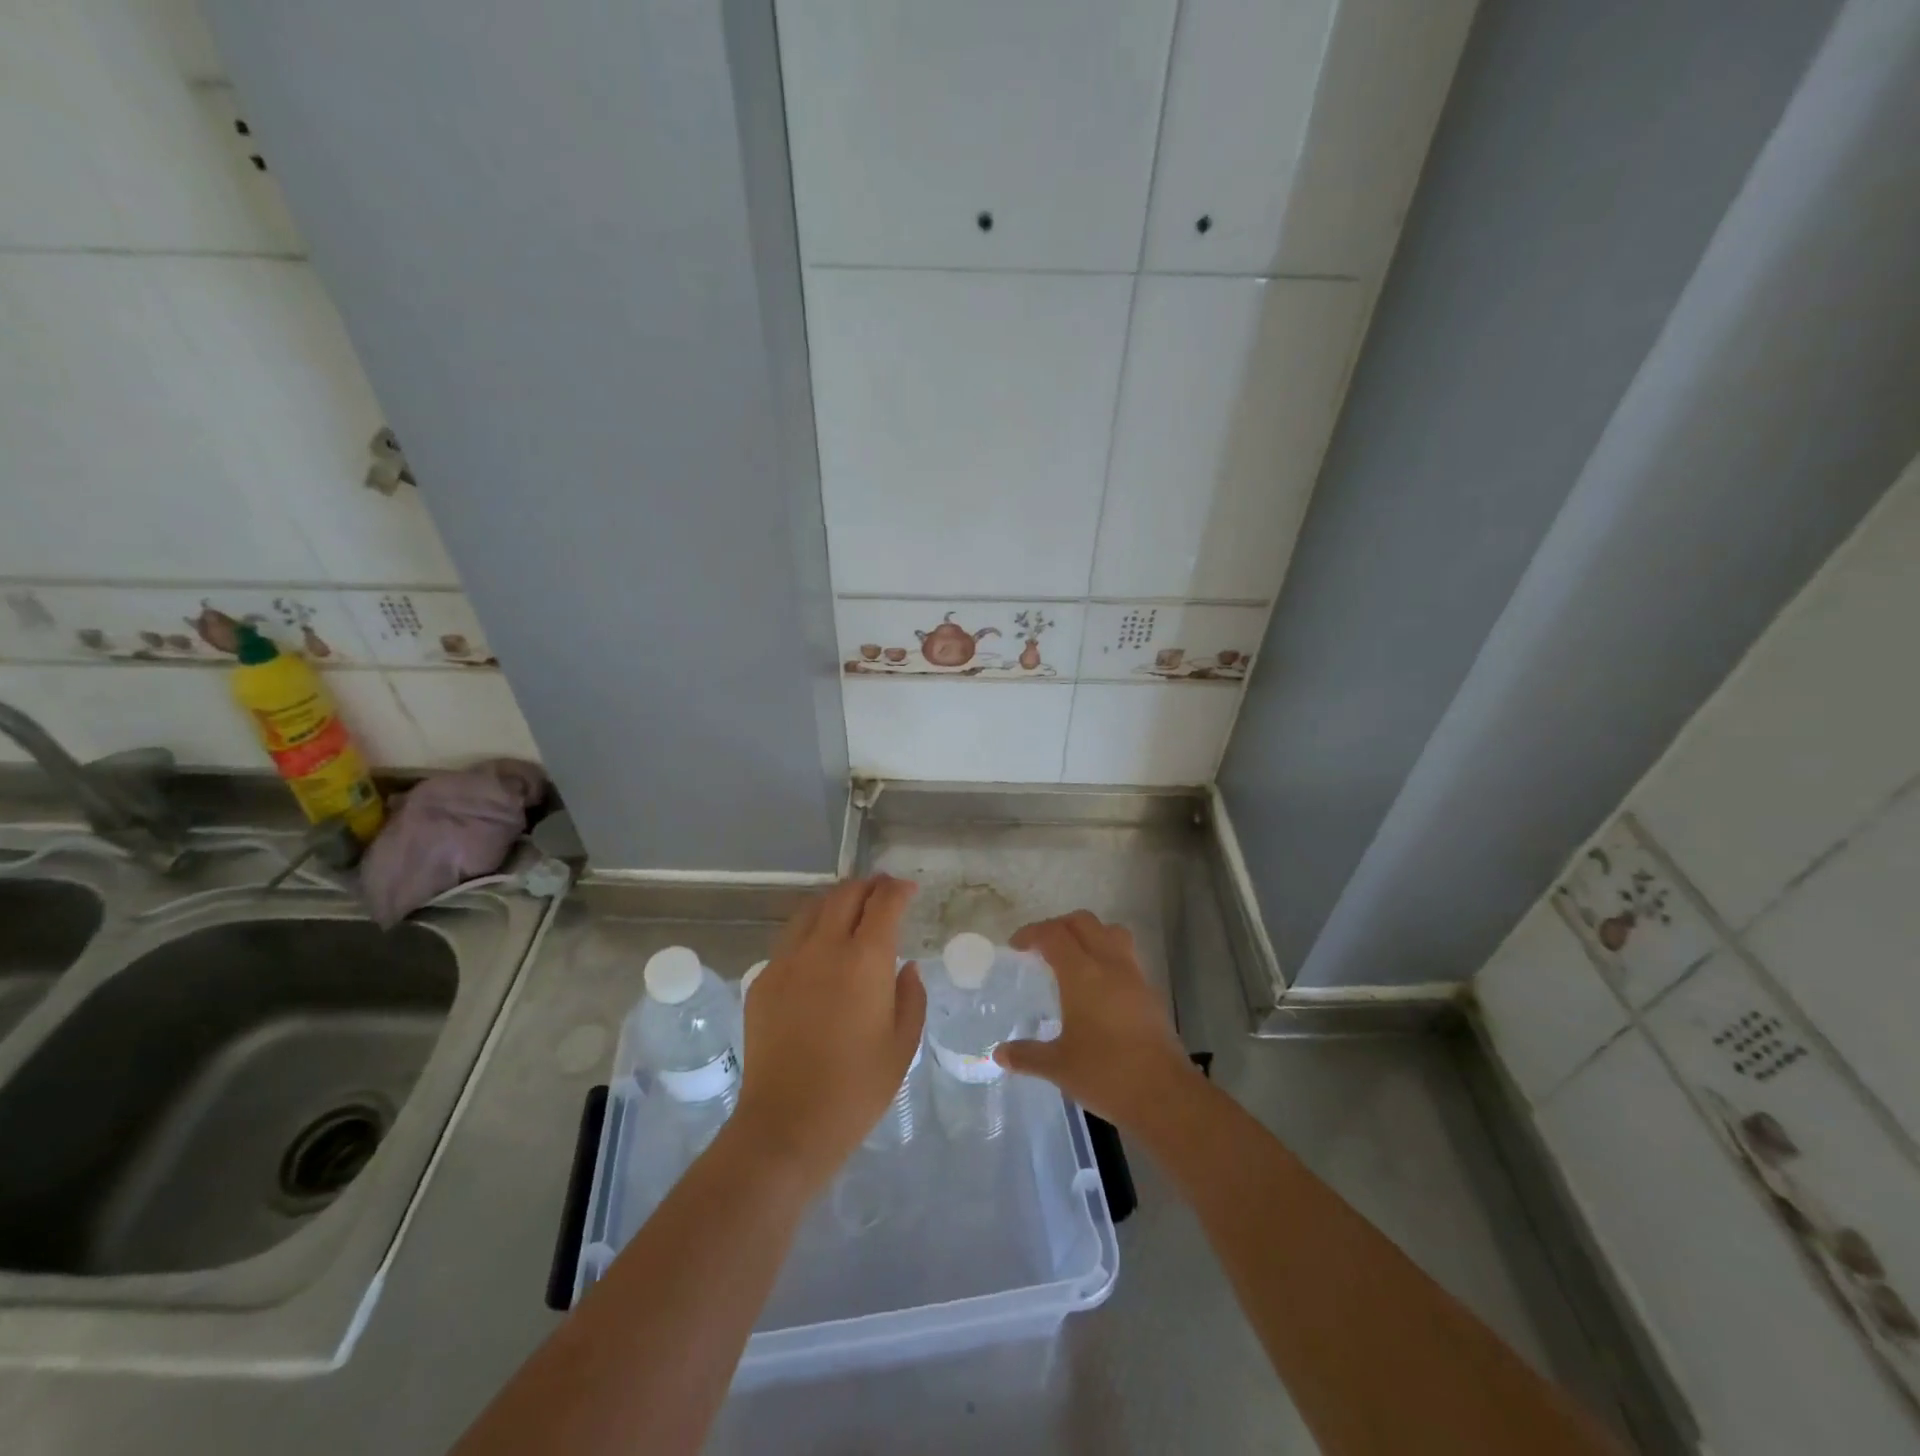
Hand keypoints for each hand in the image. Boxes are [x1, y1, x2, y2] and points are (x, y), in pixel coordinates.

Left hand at [730, 875, 924, 1192]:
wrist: (787, 1124)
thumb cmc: (857, 1088)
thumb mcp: (902, 1044)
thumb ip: (910, 996)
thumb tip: (906, 967)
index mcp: (865, 960)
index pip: (883, 903)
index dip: (898, 890)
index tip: (908, 889)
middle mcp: (824, 948)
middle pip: (845, 895)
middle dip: (868, 885)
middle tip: (882, 891)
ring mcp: (787, 961)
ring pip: (812, 909)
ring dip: (836, 901)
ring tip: (850, 910)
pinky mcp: (763, 980)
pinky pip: (790, 940)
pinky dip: (811, 931)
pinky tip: (819, 951)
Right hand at [993, 911, 1201, 1129]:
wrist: (1165, 1095)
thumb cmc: (1106, 1074)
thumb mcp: (1058, 1066)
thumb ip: (1027, 1055)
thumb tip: (1000, 1053)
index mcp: (1082, 973)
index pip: (1054, 934)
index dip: (1032, 933)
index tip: (1016, 946)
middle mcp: (1109, 964)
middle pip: (1083, 922)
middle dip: (1059, 926)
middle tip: (1041, 947)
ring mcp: (1134, 976)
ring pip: (1110, 932)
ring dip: (1088, 934)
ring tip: (1072, 957)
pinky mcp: (1150, 993)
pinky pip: (1126, 956)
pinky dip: (1107, 956)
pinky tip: (1097, 986)